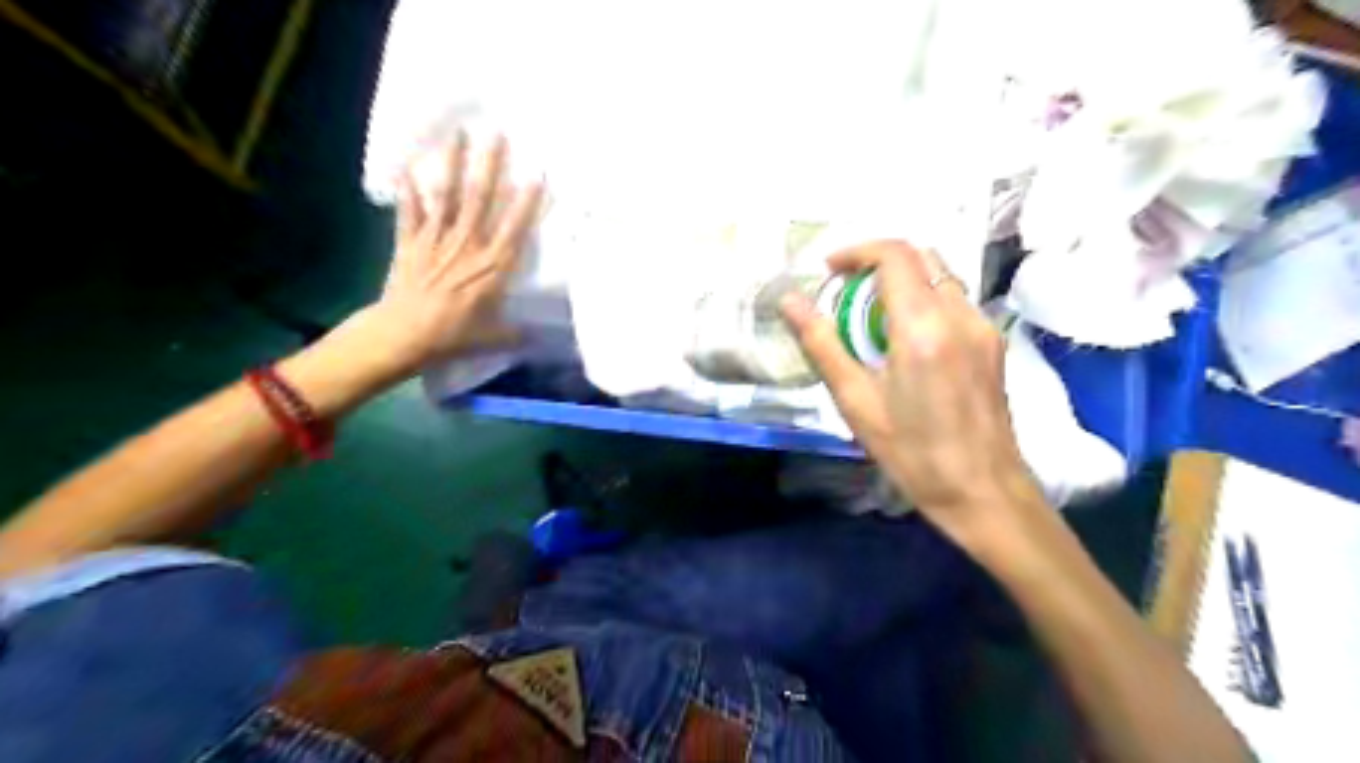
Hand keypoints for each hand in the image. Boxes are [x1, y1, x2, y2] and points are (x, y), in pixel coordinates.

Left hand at [365, 130, 547, 380]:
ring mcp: (436, 240)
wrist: (403, 335)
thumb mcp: (494, 338)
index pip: (514, 228)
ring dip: (454, 164)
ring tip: (460, 134)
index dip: (526, 202)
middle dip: (491, 165)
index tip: (537, 175)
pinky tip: (407, 168)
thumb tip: (540, 339)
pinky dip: (409, 191)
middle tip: (498, 134)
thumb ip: (517, 333)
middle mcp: (467, 245)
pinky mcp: (410, 243)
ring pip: (449, 195)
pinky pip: (410, 212)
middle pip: (481, 199)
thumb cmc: (453, 336)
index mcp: (492, 267)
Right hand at [782, 240, 1041, 546]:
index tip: (830, 271)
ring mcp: (983, 327)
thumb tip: (790, 301)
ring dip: (902, 283)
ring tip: (872, 322)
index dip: (857, 252)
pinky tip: (905, 342)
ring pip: (941, 276)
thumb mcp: (857, 402)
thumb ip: (822, 344)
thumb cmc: (913, 453)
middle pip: (921, 257)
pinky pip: (955, 300)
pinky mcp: (993, 343)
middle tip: (847, 297)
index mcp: (923, 327)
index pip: (895, 255)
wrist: (984, 492)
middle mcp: (960, 315)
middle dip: (878, 264)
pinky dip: (924, 301)